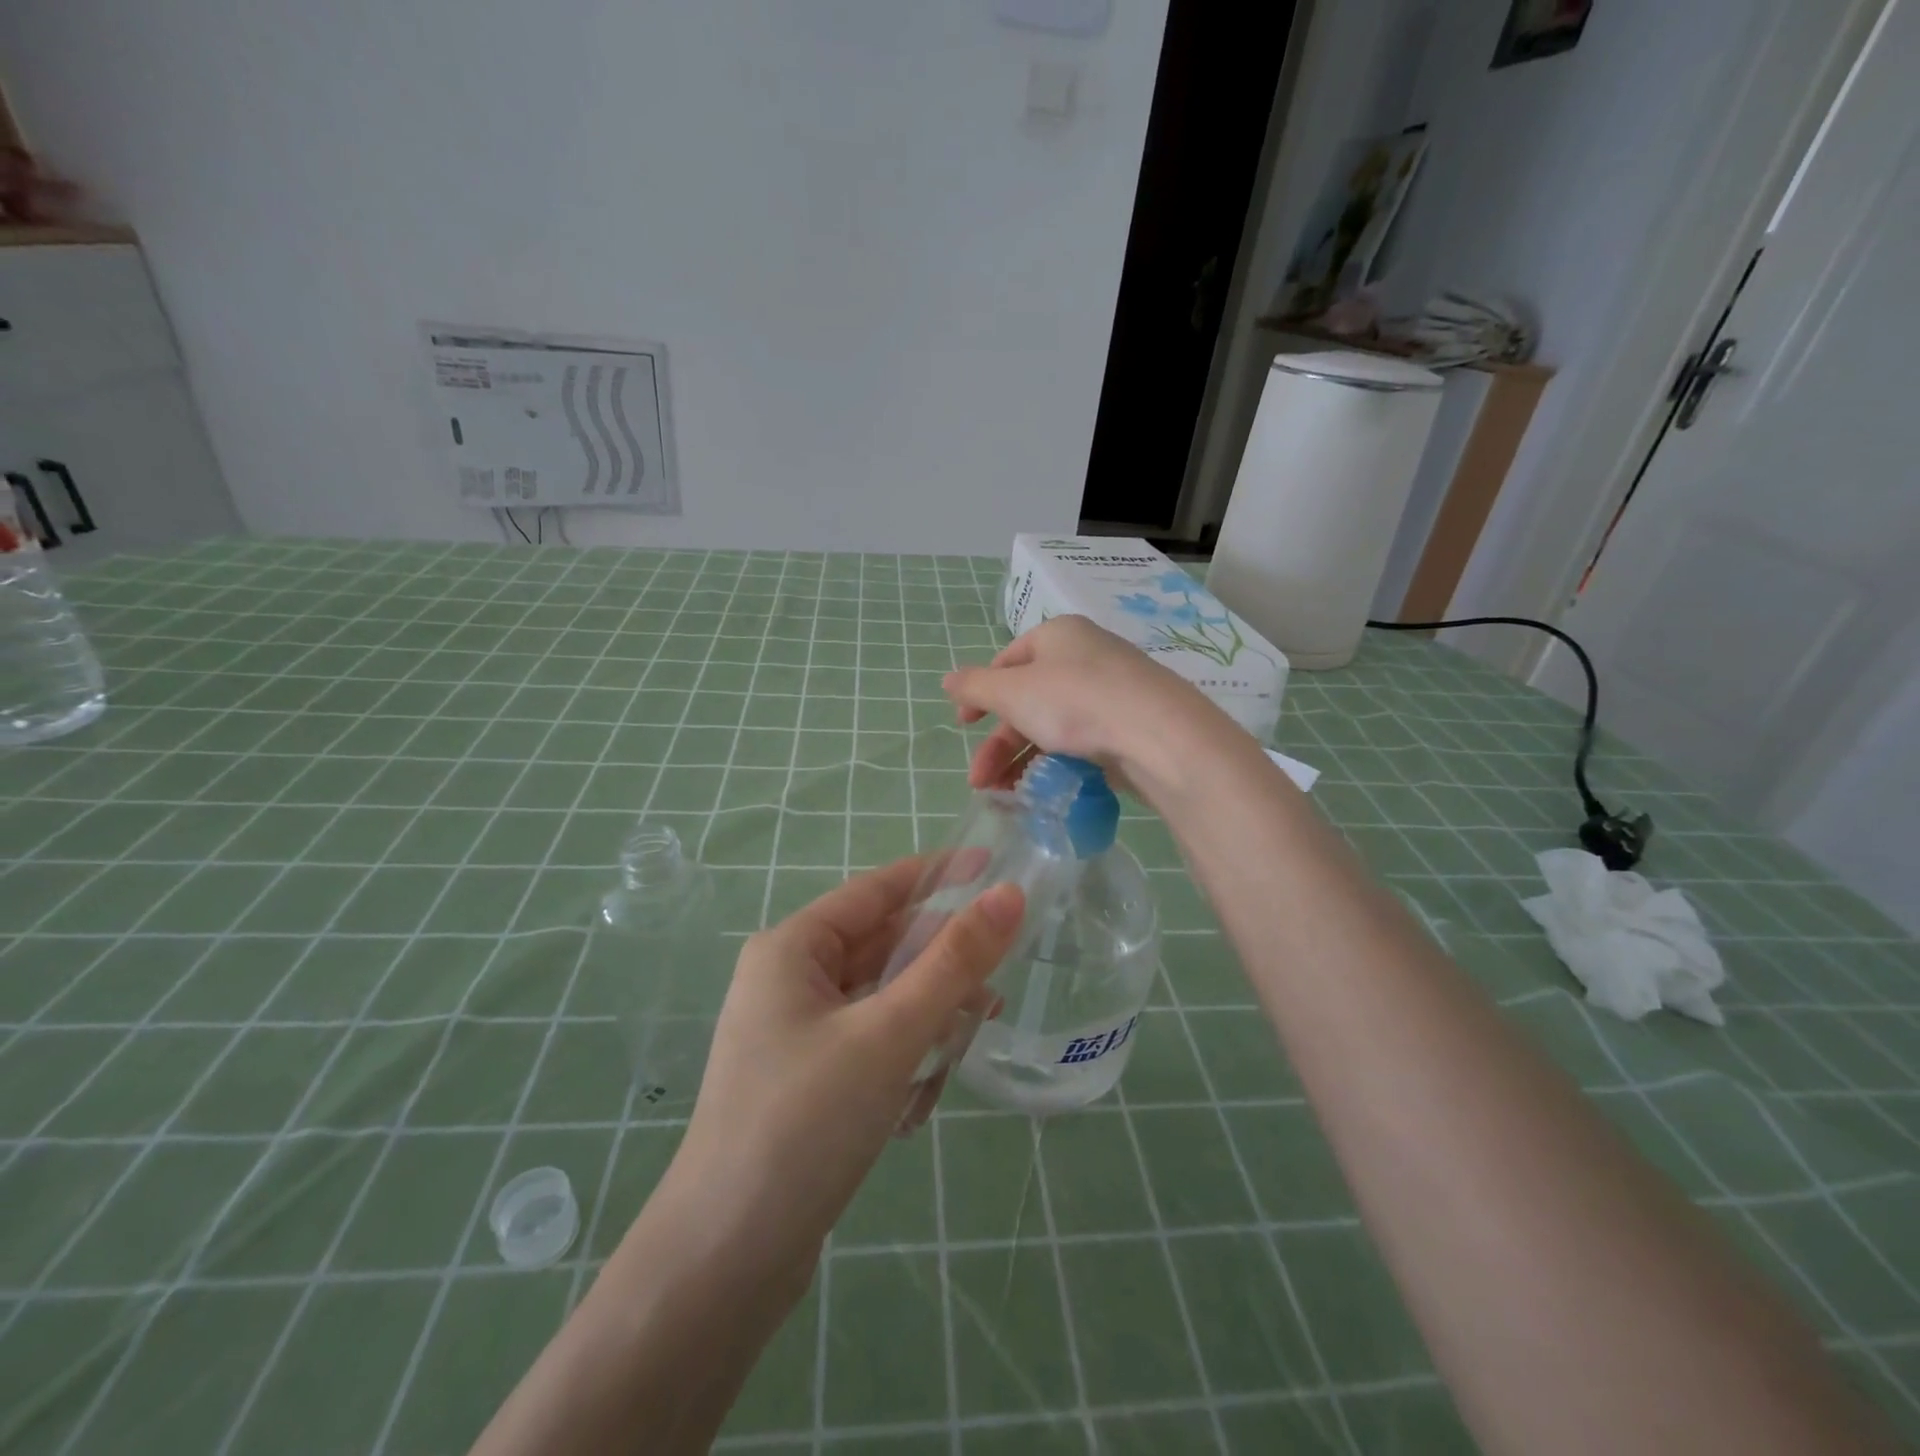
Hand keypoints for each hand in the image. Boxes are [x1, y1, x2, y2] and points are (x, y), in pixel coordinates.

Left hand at [660, 857, 1022, 1278]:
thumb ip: (953, 962)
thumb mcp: (889, 1033)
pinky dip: (902, 1058)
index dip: (936, 874)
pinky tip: (917, 1104)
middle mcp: (789, 980)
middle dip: (938, 968)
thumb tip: (1009, 896)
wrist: (724, 1261)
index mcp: (792, 949)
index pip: (876, 889)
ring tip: (962, 1048)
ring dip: (926, 1020)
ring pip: (882, 1000)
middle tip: (994, 988)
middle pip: (883, 947)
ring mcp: (796, 1033)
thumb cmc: (804, 1122)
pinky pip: (871, 1044)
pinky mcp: (808, 1080)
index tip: (992, 867)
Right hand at [942, 615, 1236, 806]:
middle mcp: (1086, 657)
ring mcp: (1111, 693)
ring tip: (1004, 797)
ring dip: (1022, 761)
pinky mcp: (1128, 727)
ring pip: (1054, 725)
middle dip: (998, 743)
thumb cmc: (1076, 701)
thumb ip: (976, 687)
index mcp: (1058, 636)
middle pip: (1028, 699)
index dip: (980, 693)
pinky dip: (1057, 764)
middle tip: (979, 781)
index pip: (1007, 660)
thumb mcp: (1013, 692)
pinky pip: (1082, 743)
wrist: (1158, 735)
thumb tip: (948, 680)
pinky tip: (1044, 791)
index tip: (963, 726)